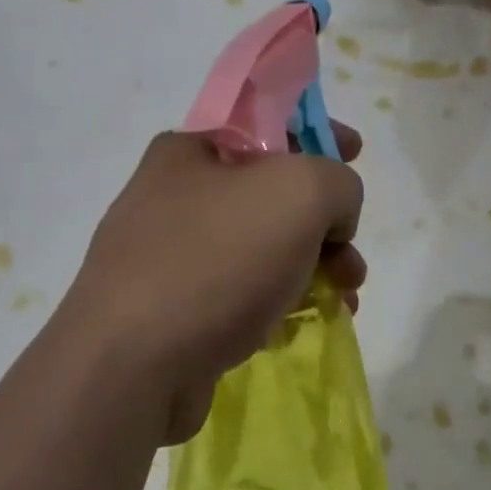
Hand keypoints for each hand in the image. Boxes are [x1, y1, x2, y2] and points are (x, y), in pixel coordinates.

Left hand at [60, 125, 366, 443]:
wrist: (133, 364)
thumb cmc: (217, 261)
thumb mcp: (299, 193)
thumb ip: (338, 184)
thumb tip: (333, 219)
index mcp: (192, 151)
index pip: (267, 125)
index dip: (317, 132)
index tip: (356, 151)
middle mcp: (176, 199)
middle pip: (272, 196)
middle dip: (325, 224)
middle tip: (351, 259)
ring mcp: (171, 259)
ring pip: (262, 252)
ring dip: (312, 270)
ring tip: (343, 302)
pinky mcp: (175, 313)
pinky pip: (241, 296)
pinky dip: (277, 305)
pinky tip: (297, 329)